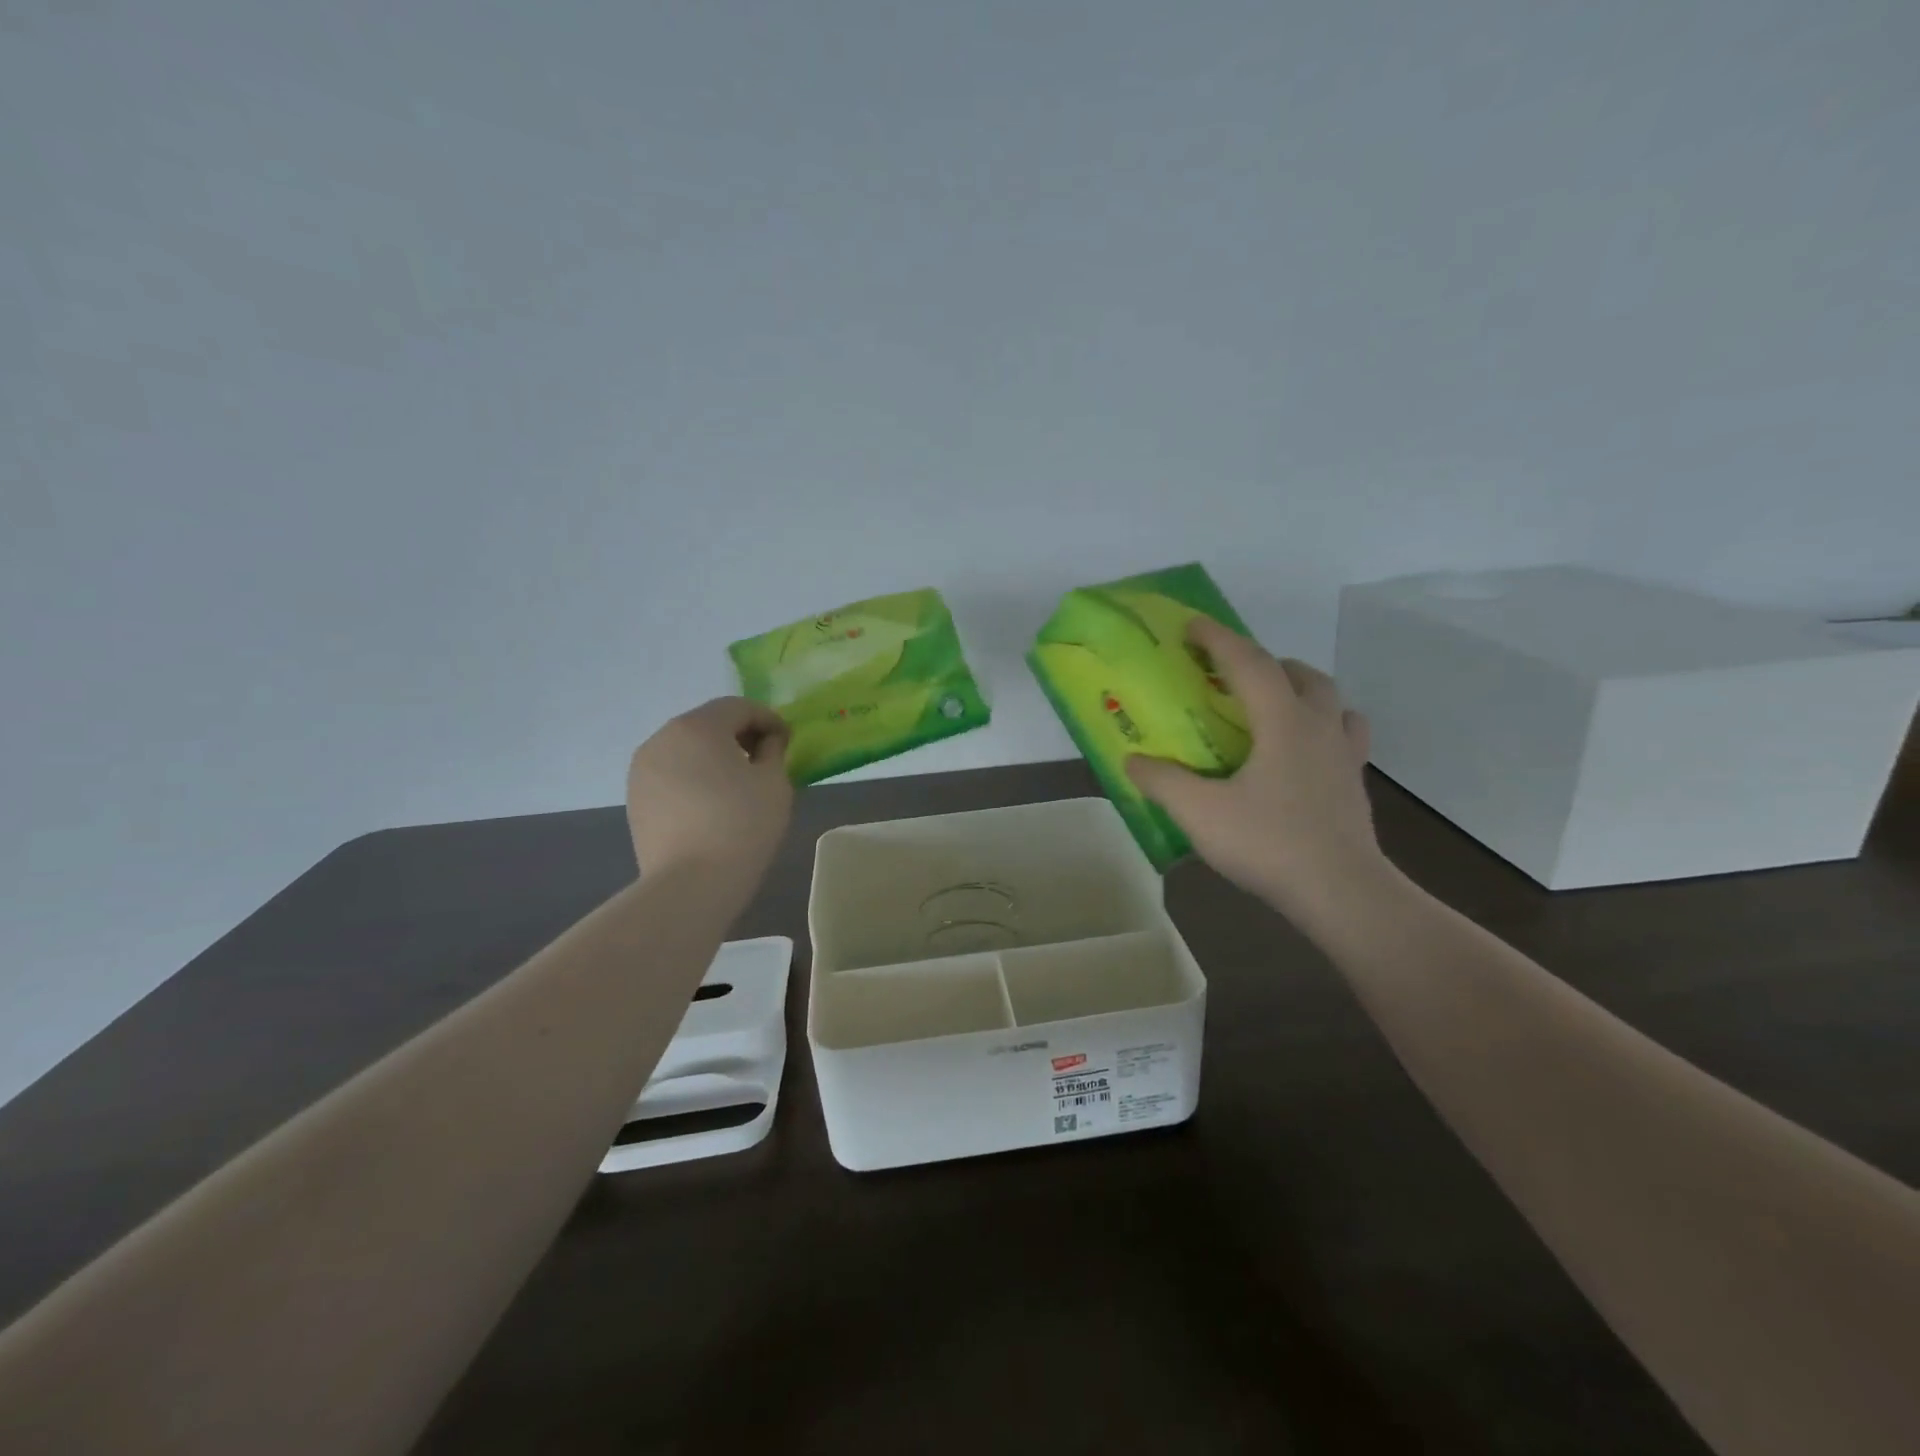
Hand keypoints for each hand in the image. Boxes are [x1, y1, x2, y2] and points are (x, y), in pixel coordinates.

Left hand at [627, 698, 793, 884]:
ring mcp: (642, 769)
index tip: (787, 743)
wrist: (690, 885)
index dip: (769, 720)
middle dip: (739, 736)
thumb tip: (766, 742)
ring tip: (738, 785)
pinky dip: (694, 778)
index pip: (739, 707)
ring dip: (714, 757)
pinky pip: (672, 774)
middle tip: (765, 761)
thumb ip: (773, 750)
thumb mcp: (774, 782)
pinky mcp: (635, 798)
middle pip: (708, 724)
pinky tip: (712, 805)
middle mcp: (662, 738)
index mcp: (697, 726)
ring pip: (687, 749)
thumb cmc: (741, 825)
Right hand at [1125, 618, 1387, 925]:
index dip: (1218, 639)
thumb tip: (1133, 760)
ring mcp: (1344, 755)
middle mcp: (1319, 726)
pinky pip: (1345, 736)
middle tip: (1233, 677)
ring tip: (1274, 708)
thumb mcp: (1200, 814)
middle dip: (1266, 663)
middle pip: (1301, 674)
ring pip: (1331, 701)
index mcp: (1282, 722)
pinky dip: (1324, 727)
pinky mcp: (1355, 784)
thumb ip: (1163, 782)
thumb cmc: (1270, 844)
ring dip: (1302, 690)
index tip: (1193, 626)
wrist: (1342, 892)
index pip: (1249, 663)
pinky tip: (1305, 753)